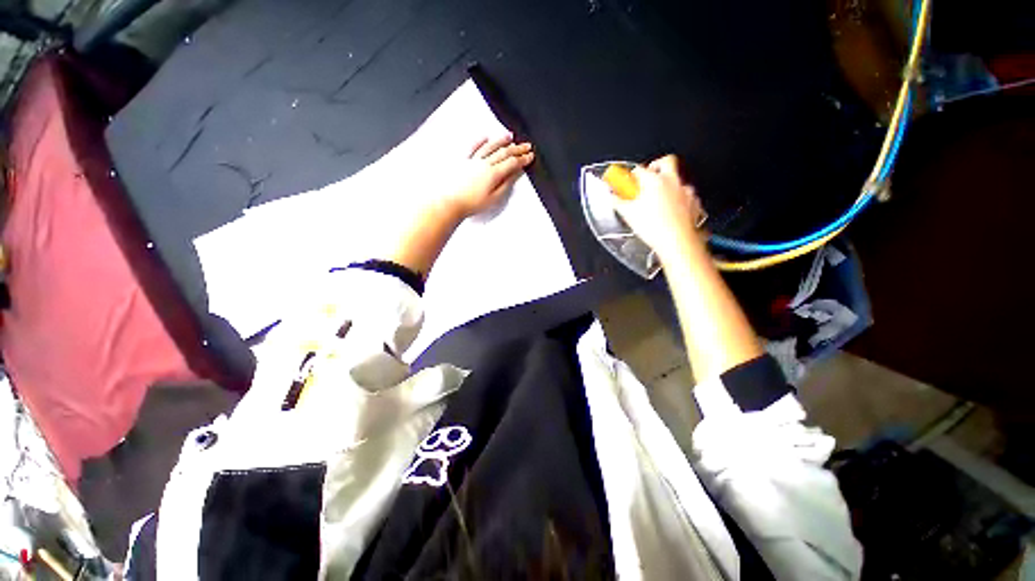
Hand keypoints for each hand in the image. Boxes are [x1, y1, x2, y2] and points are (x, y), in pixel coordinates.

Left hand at [441, 134, 533, 218]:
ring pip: (490, 146)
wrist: (449, 202)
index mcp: (493, 173)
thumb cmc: (471, 204)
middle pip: (503, 152)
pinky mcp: (463, 161)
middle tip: (526, 145)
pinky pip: (473, 147)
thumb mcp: (493, 199)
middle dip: (517, 148)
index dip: (522, 159)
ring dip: (501, 141)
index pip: (512, 163)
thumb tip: (515, 174)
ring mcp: (473, 160)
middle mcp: (484, 163)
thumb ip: (505, 185)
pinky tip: (485, 137)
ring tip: (510, 136)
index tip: (530, 156)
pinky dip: (480, 141)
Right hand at [614, 155, 705, 261]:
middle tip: (649, 175)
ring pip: (677, 179)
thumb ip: (617, 202)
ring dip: (668, 184)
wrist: (677, 241)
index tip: (627, 181)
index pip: (639, 170)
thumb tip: (612, 197)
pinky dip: (679, 199)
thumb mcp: (627, 214)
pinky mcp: (694, 202)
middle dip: (656, 165)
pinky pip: (686, 195)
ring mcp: (685, 191)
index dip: (631, 175)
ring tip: (658, 198)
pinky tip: (671, 209)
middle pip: (666, 161)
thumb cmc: (653, 227)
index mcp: (653, 180)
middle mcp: (671, 181)